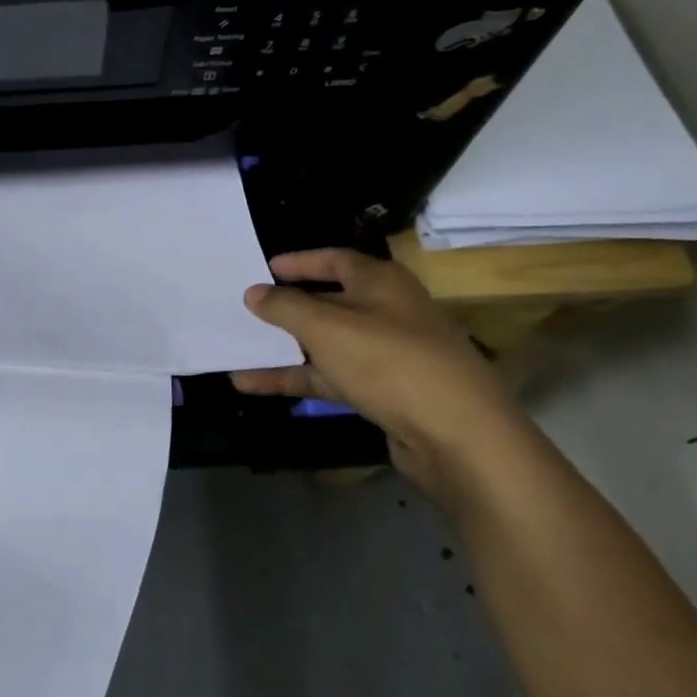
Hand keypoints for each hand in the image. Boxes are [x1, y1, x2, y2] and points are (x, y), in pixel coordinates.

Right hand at [230, 249, 537, 500]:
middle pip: (328, 302)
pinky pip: (330, 378)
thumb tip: (254, 292)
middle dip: (286, 308)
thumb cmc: (390, 362)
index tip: (263, 267)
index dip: (300, 261)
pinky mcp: (384, 393)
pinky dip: (296, 378)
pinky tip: (253, 384)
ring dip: (283, 349)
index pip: (335, 260)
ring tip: (237, 350)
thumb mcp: (327, 327)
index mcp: (381, 283)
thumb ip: (285, 307)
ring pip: (325, 345)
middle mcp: (387, 313)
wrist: (459, 437)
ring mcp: (387, 355)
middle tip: (246, 309)